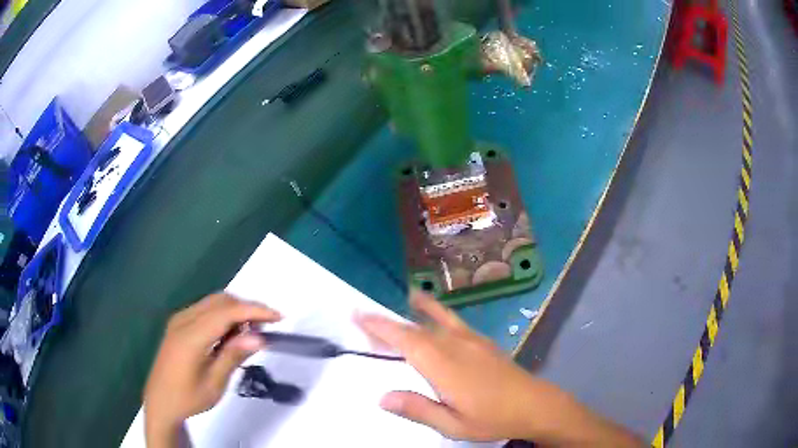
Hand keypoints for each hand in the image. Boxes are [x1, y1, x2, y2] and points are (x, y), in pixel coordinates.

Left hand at [144, 293, 280, 446]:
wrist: (160, 401)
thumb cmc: (188, 397)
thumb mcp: (214, 383)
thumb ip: (233, 356)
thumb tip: (259, 338)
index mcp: (191, 336)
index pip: (227, 312)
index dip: (254, 311)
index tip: (278, 317)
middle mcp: (183, 320)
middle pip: (220, 300)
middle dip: (246, 308)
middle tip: (266, 328)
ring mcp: (179, 319)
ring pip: (212, 302)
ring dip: (235, 311)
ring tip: (250, 333)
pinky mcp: (178, 324)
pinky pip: (205, 309)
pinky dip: (222, 315)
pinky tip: (229, 335)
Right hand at [356, 292, 641, 445]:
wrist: (535, 405)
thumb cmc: (492, 418)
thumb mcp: (452, 424)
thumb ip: (417, 409)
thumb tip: (382, 397)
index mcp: (444, 366)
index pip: (406, 341)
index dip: (381, 326)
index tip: (359, 314)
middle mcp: (456, 346)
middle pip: (417, 328)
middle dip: (390, 321)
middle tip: (367, 316)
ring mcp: (473, 341)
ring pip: (438, 320)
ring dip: (418, 310)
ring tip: (406, 297)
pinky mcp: (484, 342)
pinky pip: (455, 321)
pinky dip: (440, 313)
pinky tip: (438, 314)